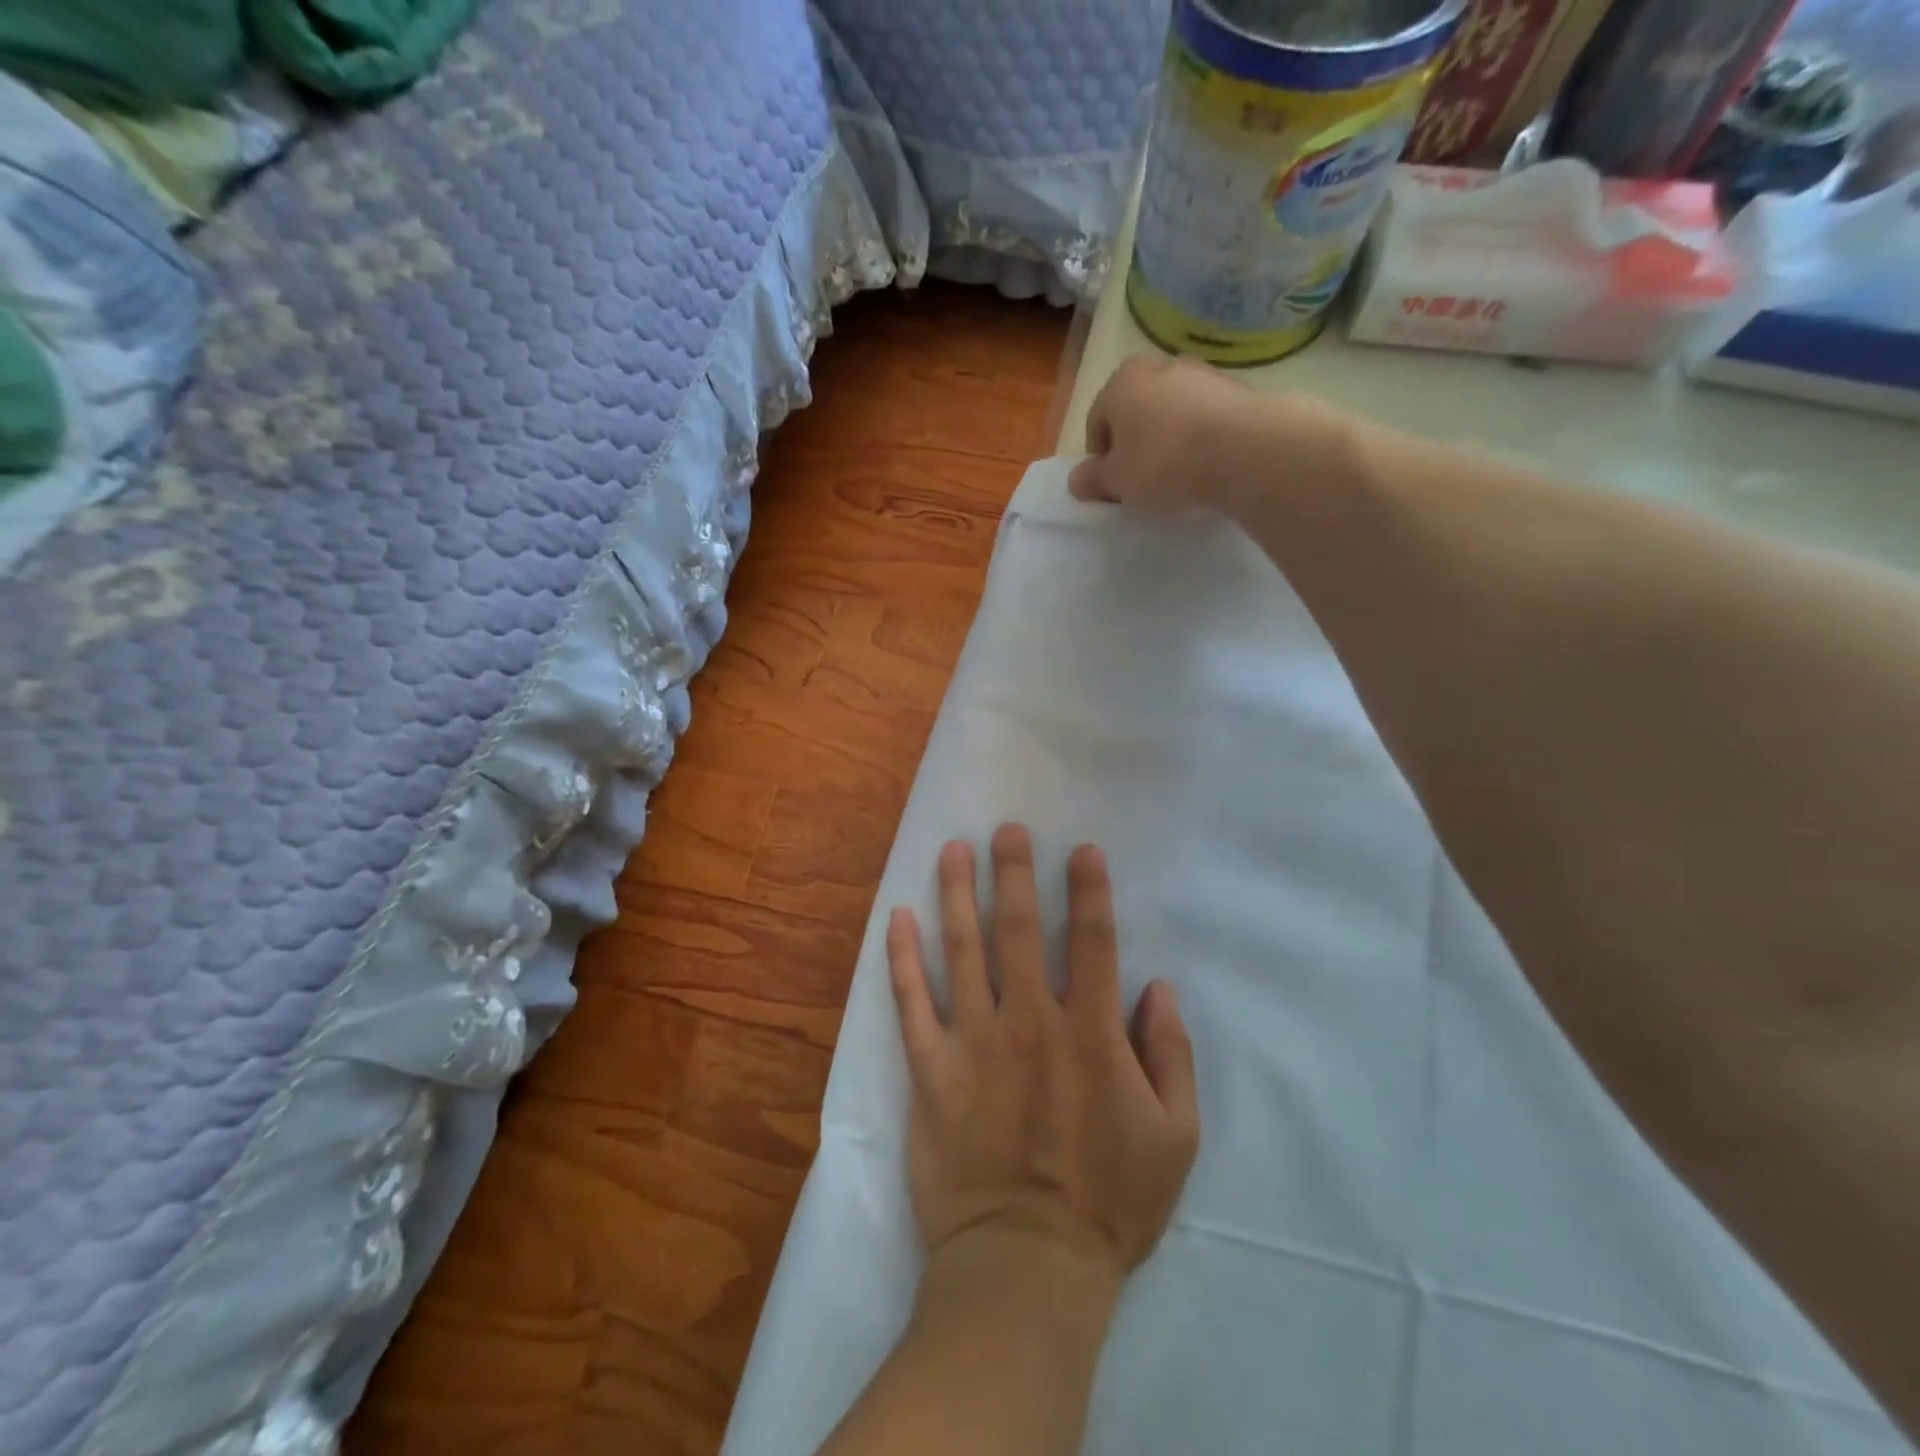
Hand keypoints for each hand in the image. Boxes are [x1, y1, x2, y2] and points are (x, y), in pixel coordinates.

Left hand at [886, 824, 1200, 1285]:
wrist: (1026, 1267)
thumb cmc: (1109, 1203)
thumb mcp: (1175, 1137)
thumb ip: (1171, 1055)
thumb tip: (1157, 987)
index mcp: (1089, 1033)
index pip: (1091, 941)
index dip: (1088, 890)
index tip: (1081, 849)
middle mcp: (1028, 1021)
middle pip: (1018, 929)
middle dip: (1014, 872)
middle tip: (1007, 829)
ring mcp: (973, 1042)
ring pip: (962, 950)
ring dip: (956, 894)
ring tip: (952, 849)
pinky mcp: (931, 1070)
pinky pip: (912, 1003)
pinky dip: (902, 957)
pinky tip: (896, 917)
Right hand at [1068, 353, 1256, 512]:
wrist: (1244, 450)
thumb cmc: (1164, 463)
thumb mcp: (1115, 482)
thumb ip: (1091, 480)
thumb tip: (1077, 480)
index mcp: (1121, 382)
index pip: (1097, 423)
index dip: (1101, 461)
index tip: (1114, 488)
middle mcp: (1159, 365)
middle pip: (1136, 413)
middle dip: (1135, 446)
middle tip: (1142, 484)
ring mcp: (1202, 373)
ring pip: (1172, 414)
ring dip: (1169, 441)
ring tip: (1178, 478)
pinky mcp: (1237, 388)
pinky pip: (1205, 418)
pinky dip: (1200, 439)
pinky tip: (1207, 467)